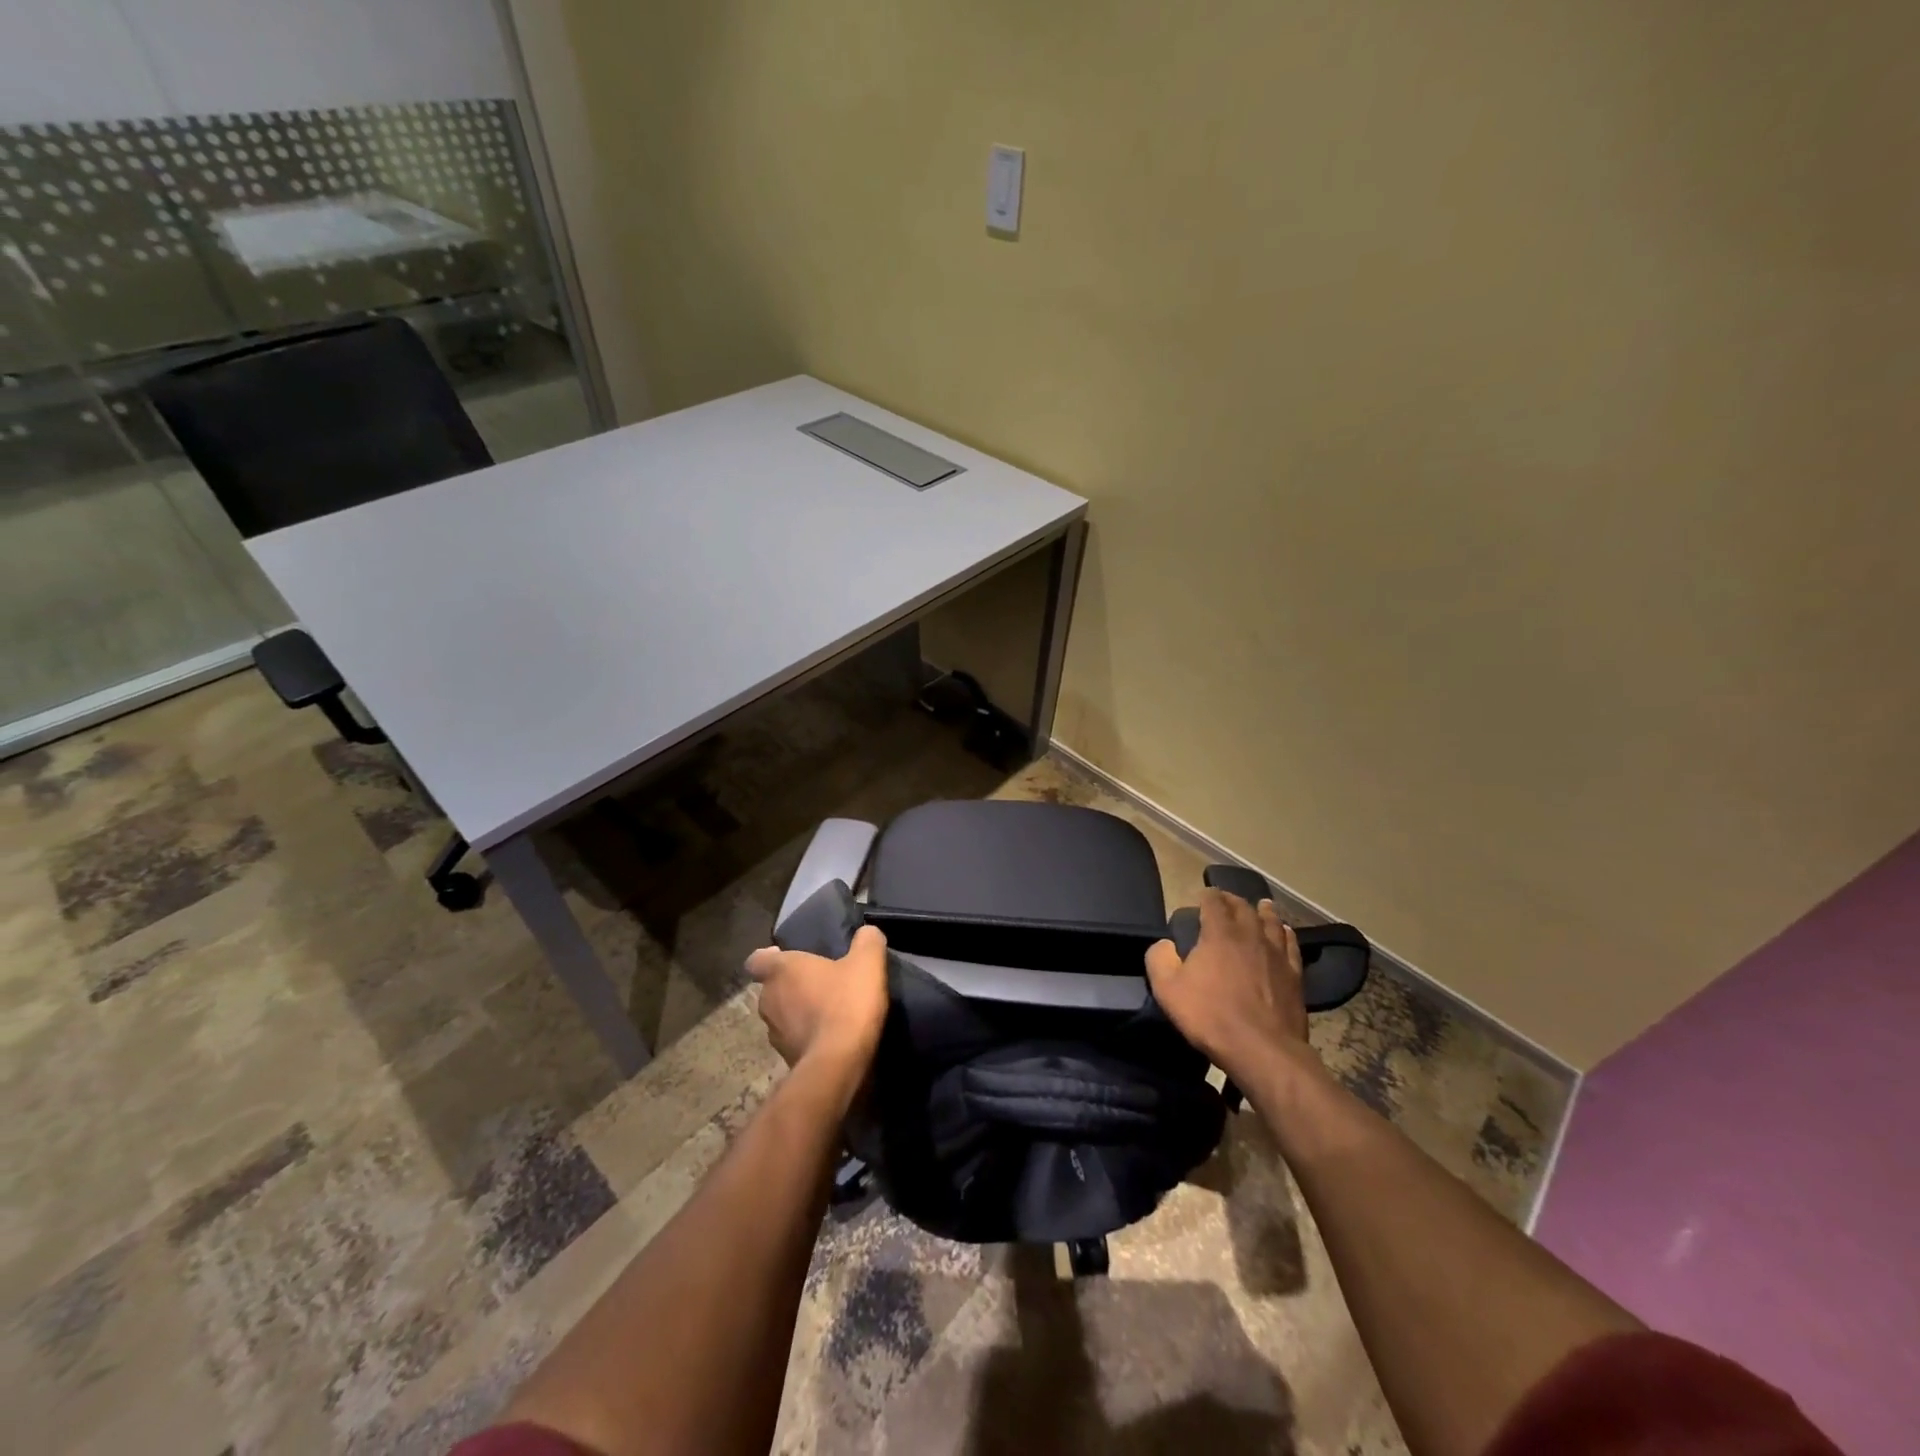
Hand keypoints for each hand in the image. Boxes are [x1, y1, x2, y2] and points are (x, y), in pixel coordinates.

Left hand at [745, 926, 889, 1071]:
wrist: (839, 1063)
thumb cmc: (847, 1002)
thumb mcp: (867, 962)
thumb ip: (867, 941)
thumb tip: (867, 932)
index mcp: (781, 970)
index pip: (757, 960)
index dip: (769, 957)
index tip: (786, 956)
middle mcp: (769, 1000)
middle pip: (772, 988)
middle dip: (791, 986)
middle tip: (819, 983)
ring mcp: (774, 1033)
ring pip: (781, 1016)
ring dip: (798, 1012)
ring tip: (826, 1011)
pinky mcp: (785, 1059)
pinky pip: (793, 1040)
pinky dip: (806, 1036)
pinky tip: (830, 1036)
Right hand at [1146, 889, 1312, 1085]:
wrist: (1262, 1050)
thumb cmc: (1210, 1016)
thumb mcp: (1168, 989)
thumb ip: (1159, 959)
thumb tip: (1164, 944)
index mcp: (1219, 934)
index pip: (1213, 902)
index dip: (1207, 895)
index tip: (1201, 895)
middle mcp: (1250, 935)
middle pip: (1243, 908)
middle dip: (1232, 900)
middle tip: (1226, 899)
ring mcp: (1276, 954)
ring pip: (1271, 922)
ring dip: (1263, 911)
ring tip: (1261, 904)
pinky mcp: (1294, 975)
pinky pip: (1291, 945)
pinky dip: (1285, 933)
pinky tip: (1285, 932)